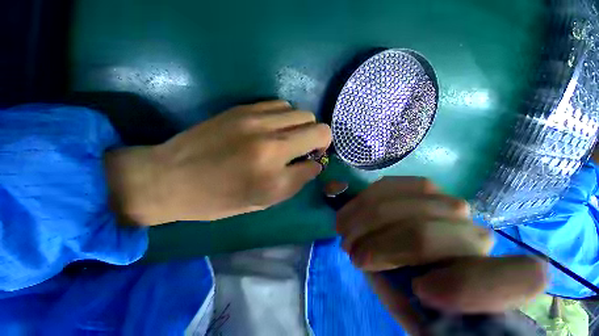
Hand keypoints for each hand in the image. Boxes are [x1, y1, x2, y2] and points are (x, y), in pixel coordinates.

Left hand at [105, 100, 331, 224]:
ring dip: (301, 126)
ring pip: (300, 112)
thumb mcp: (263, 201)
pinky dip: (285, 116)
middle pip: (316, 125)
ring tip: (288, 137)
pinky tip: (273, 127)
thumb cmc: (220, 198)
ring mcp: (255, 119)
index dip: (320, 156)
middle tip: (304, 148)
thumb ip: (296, 181)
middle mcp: (270, 141)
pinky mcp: (242, 109)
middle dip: (317, 137)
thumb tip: (314, 164)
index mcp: (274, 172)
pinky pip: (280, 105)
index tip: (312, 160)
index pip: (318, 154)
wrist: (171, 177)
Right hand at [335, 177, 546, 333]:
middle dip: (379, 247)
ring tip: (345, 230)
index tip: (421, 290)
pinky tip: (352, 211)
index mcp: (491, 279)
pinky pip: (389, 185)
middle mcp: (476, 234)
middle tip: (351, 253)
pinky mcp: (422, 185)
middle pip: (425, 236)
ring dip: (365, 220)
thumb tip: (417, 285)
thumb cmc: (412, 286)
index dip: (471, 288)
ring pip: (403, 207)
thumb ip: (418, 307)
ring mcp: (448, 203)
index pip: (520, 278)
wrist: (408, 253)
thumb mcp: (413, 308)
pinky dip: (363, 200)